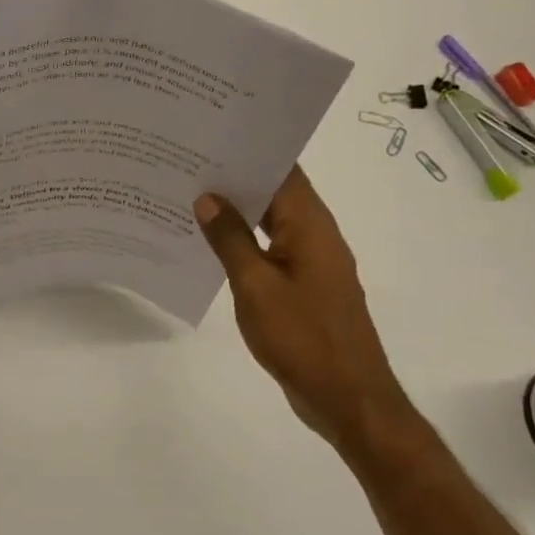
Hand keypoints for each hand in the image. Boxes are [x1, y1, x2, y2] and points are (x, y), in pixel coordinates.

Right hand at [195, 168, 410, 451]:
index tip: (208, 136)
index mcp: (310, 226)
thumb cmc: (302, 338)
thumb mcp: (255, 286)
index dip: (248, 150)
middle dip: (235, 177)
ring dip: (238, 210)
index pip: (282, 170)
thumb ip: (230, 239)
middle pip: (276, 192)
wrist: (348, 398)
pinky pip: (271, 249)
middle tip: (186, 163)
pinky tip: (210, 244)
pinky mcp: (305, 286)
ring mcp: (312, 262)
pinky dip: (244, 241)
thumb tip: (208, 198)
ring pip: (271, 221)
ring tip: (189, 196)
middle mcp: (315, 235)